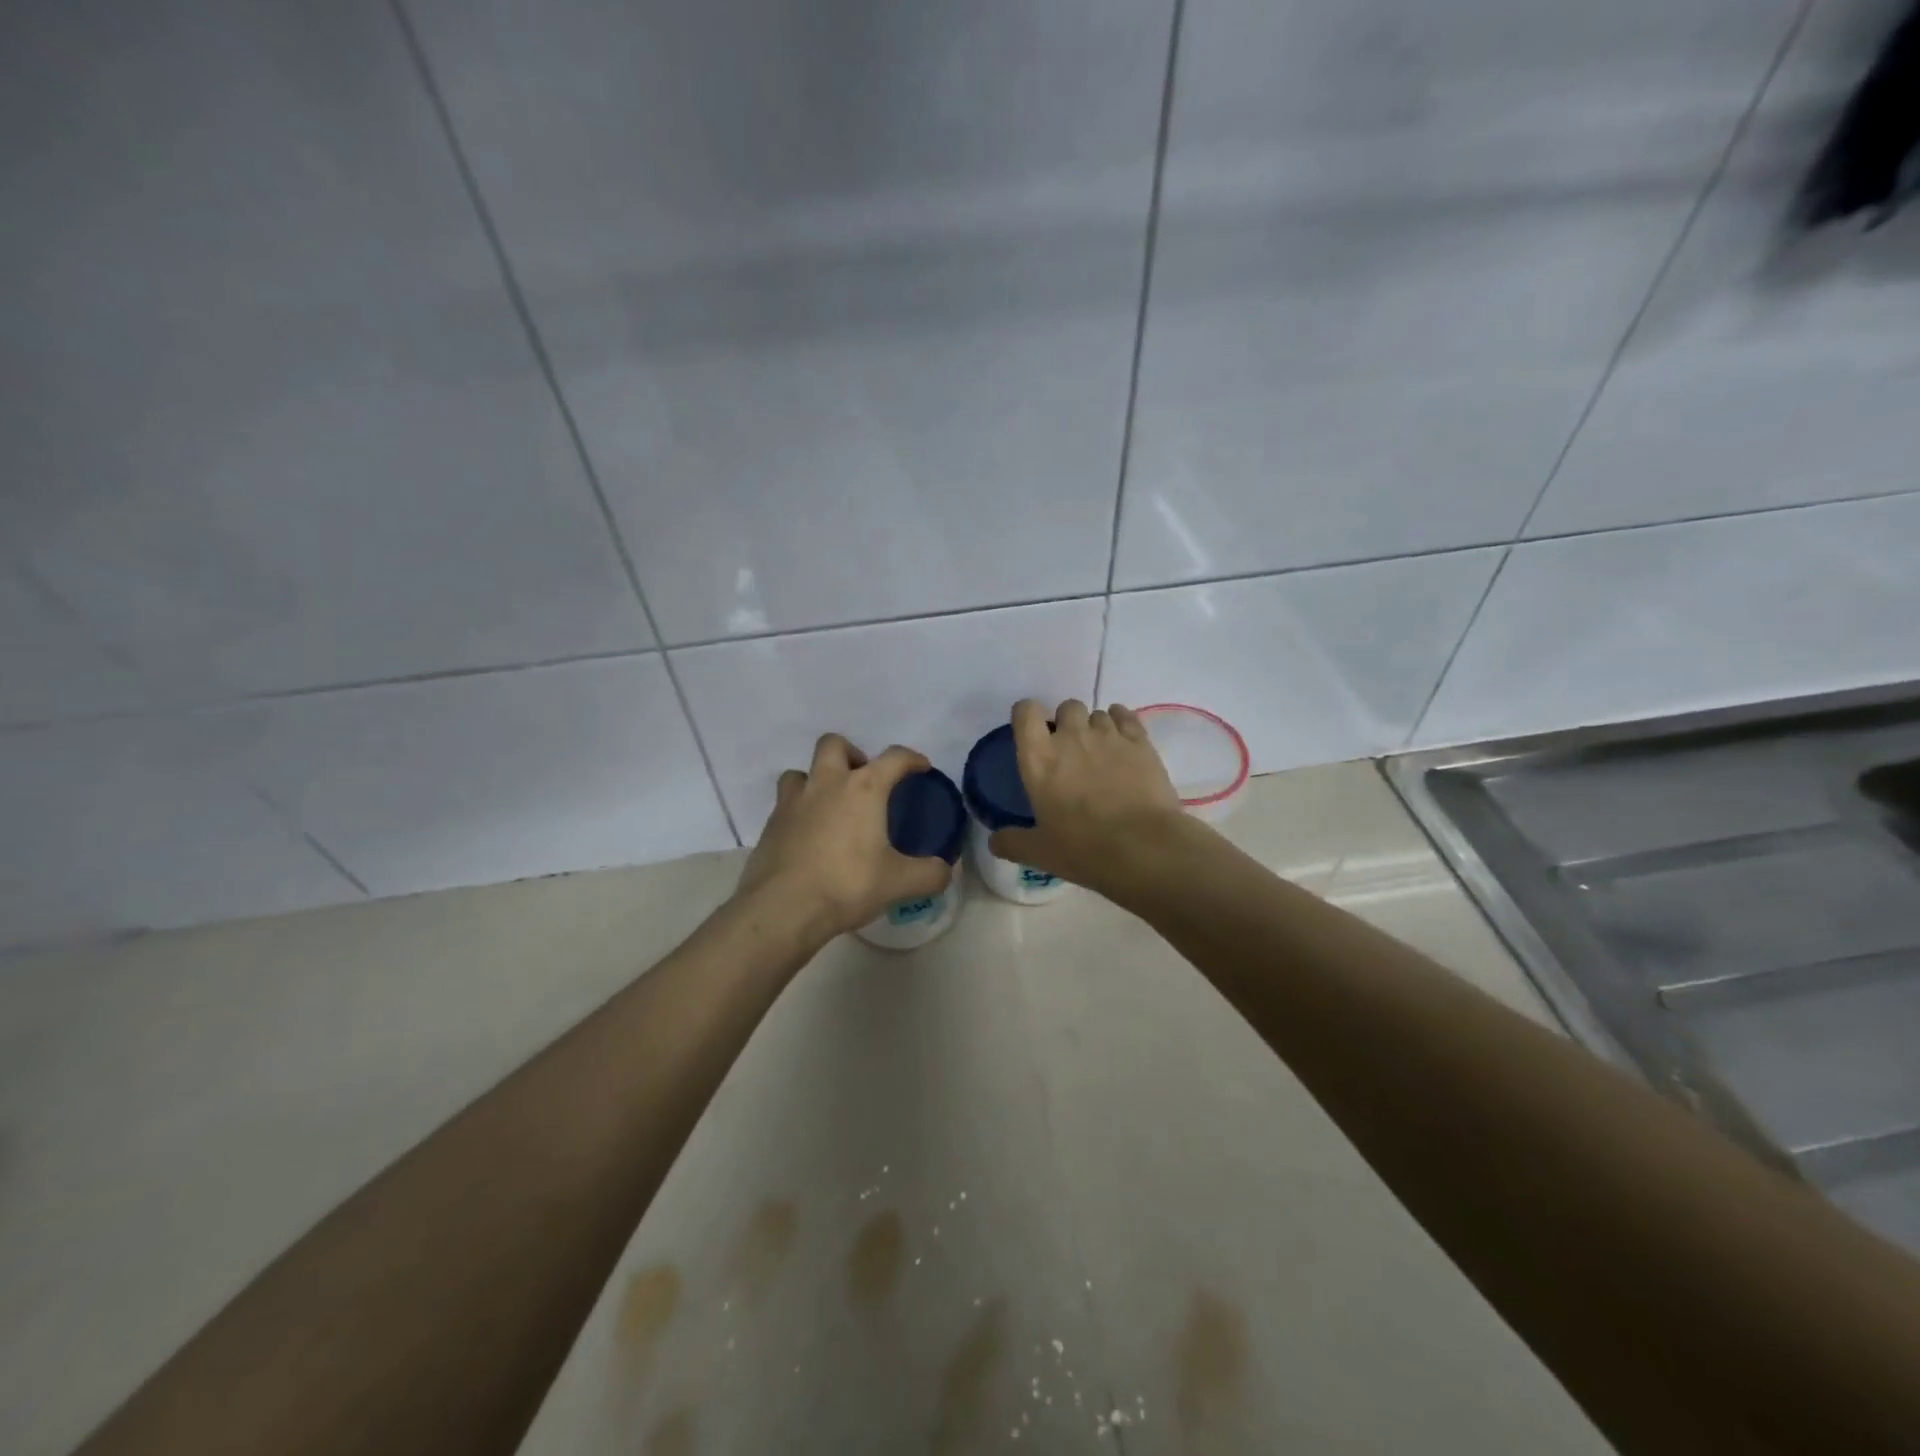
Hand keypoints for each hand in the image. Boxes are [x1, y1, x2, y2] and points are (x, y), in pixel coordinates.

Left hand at [736, 734, 952, 943]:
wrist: (782, 909)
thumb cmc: (847, 885)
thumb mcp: (899, 883)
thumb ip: (929, 874)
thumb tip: (945, 872)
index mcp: (863, 789)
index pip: (894, 758)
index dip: (911, 759)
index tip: (920, 767)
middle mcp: (826, 784)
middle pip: (834, 744)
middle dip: (851, 754)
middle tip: (864, 781)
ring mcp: (792, 802)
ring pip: (801, 772)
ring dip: (817, 779)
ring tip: (831, 805)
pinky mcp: (770, 825)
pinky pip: (785, 805)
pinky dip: (799, 811)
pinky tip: (810, 837)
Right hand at [988, 699, 1186, 897]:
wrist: (1144, 848)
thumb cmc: (1084, 849)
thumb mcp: (1040, 852)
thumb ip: (1012, 842)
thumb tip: (994, 840)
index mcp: (1039, 758)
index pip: (1025, 712)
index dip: (1028, 716)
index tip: (1033, 732)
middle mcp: (1071, 737)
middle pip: (1066, 707)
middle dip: (1067, 722)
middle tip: (1071, 752)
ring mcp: (1108, 736)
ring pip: (1098, 713)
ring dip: (1095, 728)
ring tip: (1101, 754)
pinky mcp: (1140, 742)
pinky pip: (1126, 716)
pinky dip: (1122, 722)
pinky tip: (1123, 743)